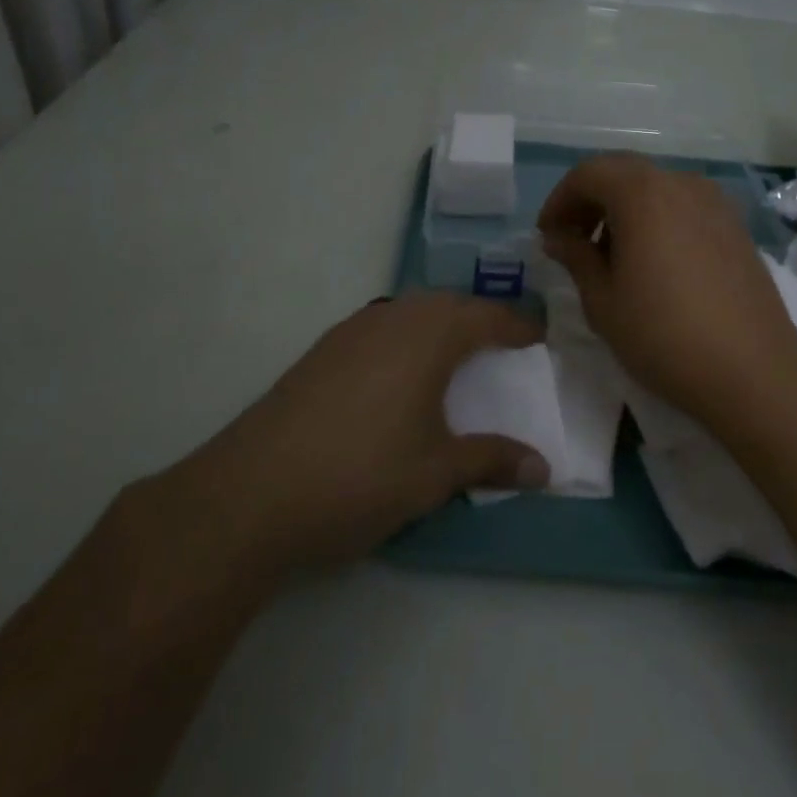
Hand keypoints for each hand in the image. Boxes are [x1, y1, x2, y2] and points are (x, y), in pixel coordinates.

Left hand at [149, 294, 548, 582]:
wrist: (253, 492)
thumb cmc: (361, 475)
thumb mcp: (435, 473)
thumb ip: (492, 460)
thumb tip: (544, 467)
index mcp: (428, 336)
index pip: (486, 317)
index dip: (517, 326)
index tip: (539, 337)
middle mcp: (391, 319)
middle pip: (446, 304)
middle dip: (478, 318)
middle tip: (501, 343)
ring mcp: (350, 332)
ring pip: (408, 311)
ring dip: (438, 324)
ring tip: (455, 355)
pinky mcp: (320, 352)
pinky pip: (379, 327)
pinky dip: (404, 337)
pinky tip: (398, 373)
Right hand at [539, 154, 796, 426]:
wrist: (753, 371)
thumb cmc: (664, 336)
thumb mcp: (603, 301)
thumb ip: (576, 258)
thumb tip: (558, 238)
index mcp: (643, 194)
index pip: (588, 173)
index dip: (560, 200)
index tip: (548, 236)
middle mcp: (681, 184)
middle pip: (623, 174)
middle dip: (591, 201)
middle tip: (573, 242)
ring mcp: (715, 202)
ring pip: (655, 189)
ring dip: (624, 210)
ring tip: (611, 256)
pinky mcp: (735, 226)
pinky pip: (683, 206)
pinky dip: (657, 220)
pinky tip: (653, 262)